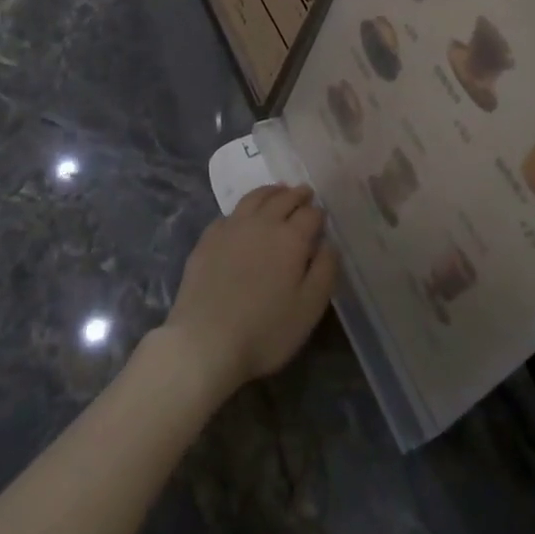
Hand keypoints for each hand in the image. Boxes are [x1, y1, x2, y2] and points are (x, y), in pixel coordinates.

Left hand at [161, 185, 337, 399]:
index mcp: (291, 238)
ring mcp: (232, 227)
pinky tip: (243, 217)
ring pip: (255, 198)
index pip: (311, 214)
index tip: (322, 217)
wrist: (205, 341)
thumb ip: (325, 271)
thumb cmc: (265, 331)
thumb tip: (329, 244)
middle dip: (297, 195)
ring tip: (278, 192)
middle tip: (304, 193)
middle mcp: (263, 223)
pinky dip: (244, 209)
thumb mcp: (310, 308)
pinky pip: (230, 213)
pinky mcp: (208, 238)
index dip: (318, 214)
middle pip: (284, 199)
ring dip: (271, 192)